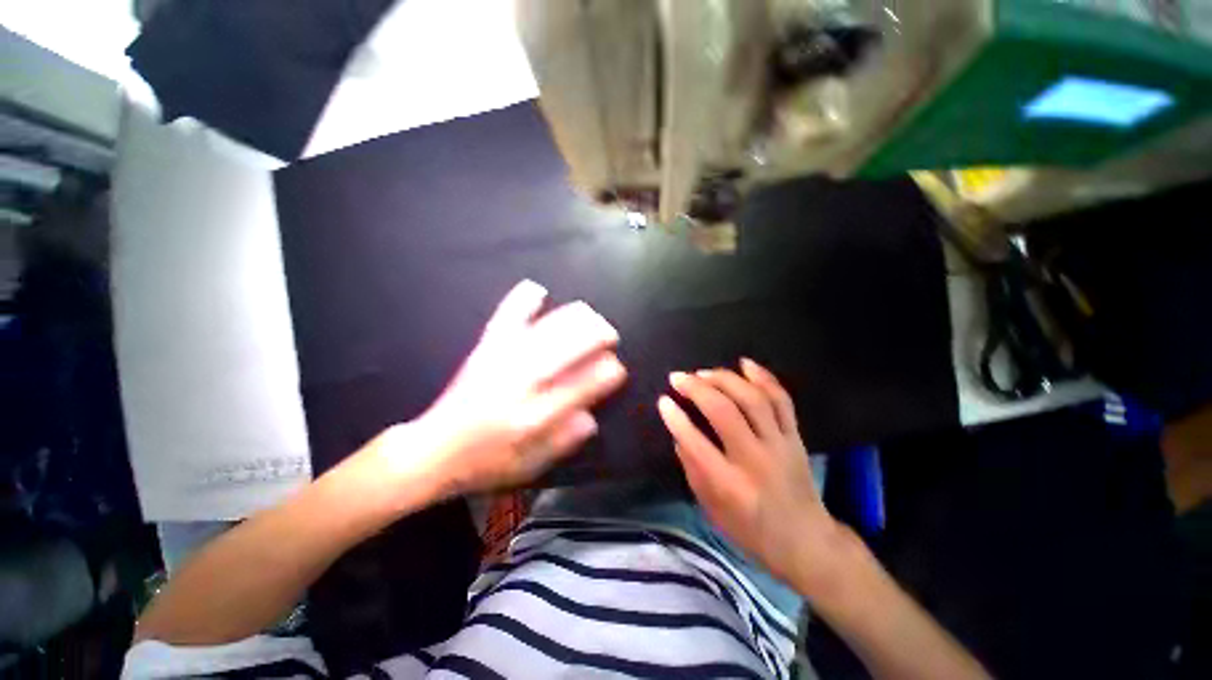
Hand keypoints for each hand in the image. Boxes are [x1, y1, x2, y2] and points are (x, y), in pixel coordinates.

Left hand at [393, 280, 626, 495]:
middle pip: (567, 347)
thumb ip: (563, 441)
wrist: (432, 450)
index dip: (607, 373)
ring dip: (574, 318)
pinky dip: (522, 300)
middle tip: (610, 334)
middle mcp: (520, 384)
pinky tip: (537, 288)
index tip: (617, 368)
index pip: (582, 385)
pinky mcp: (484, 349)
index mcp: (534, 417)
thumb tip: (592, 418)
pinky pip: (505, 317)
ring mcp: (501, 361)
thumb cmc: (485, 463)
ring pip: (546, 328)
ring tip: (590, 314)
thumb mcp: (529, 465)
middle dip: (596, 335)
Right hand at [657, 359, 850, 593]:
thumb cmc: (751, 530)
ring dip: (724, 379)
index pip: (696, 443)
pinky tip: (744, 364)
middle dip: (697, 389)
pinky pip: (782, 399)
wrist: (806, 541)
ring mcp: (780, 445)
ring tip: (703, 372)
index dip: (675, 418)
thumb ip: (692, 468)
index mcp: (731, 486)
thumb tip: (679, 432)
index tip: (662, 401)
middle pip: (725, 412)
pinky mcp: (796, 436)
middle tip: (678, 378)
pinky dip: (763, 377)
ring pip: (753, 399)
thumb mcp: (711, 509)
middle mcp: (756, 460)